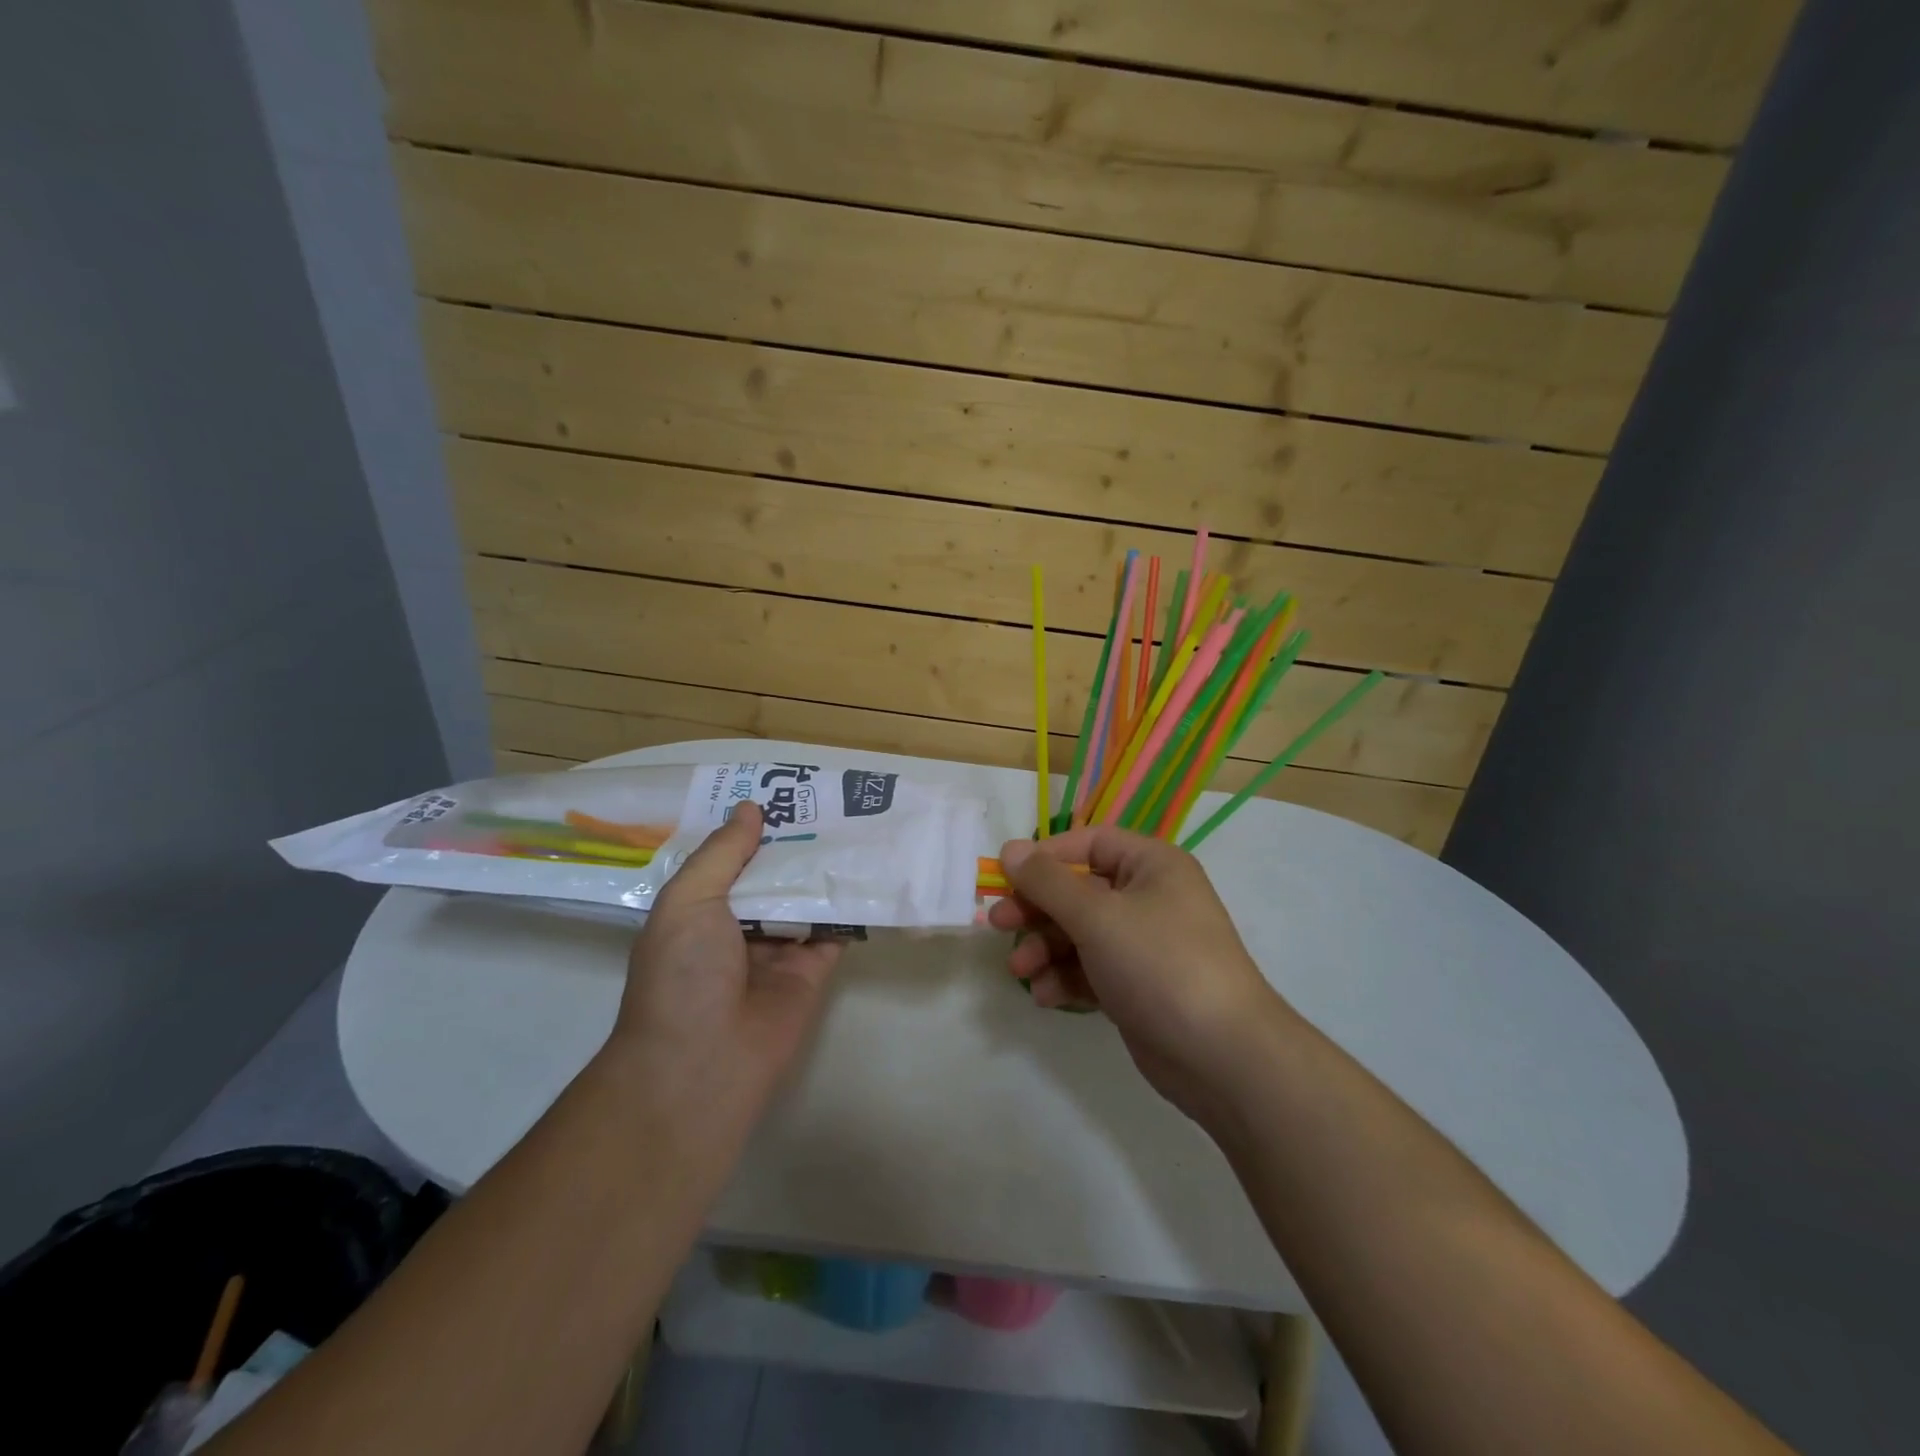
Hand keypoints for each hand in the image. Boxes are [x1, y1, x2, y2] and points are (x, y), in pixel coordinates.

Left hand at [607, 801, 842, 1120]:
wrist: (703, 1063)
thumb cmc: (683, 975)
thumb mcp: (688, 901)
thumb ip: (722, 854)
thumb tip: (750, 809)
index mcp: (700, 908)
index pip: (731, 857)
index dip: (755, 826)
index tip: (786, 791)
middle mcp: (739, 925)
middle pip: (774, 875)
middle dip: (797, 842)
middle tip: (833, 801)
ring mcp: (778, 949)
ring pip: (806, 898)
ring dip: (827, 868)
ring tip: (860, 824)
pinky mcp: (812, 970)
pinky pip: (835, 930)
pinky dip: (851, 905)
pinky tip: (873, 870)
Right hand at [989, 826, 1285, 1124]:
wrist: (1222, 1057)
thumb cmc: (1159, 965)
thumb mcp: (1097, 916)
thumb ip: (1048, 881)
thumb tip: (1010, 847)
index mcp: (1152, 865)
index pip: (1090, 843)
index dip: (1046, 856)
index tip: (1006, 877)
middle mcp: (1149, 897)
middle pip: (1079, 890)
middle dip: (1037, 909)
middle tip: (997, 924)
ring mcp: (1144, 944)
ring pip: (1080, 933)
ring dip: (1046, 948)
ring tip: (1020, 971)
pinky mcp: (1137, 986)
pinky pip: (1091, 969)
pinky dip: (1066, 978)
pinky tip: (1046, 995)